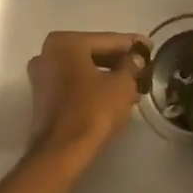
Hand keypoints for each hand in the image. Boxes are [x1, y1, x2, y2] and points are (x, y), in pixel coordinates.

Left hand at [26, 31, 147, 159]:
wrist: (61, 152)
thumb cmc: (93, 110)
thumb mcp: (122, 84)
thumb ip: (131, 64)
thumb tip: (136, 57)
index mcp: (66, 42)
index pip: (107, 40)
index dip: (132, 45)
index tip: (150, 47)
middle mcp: (48, 53)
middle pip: (93, 53)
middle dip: (119, 62)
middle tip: (143, 68)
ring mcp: (42, 75)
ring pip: (83, 70)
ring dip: (108, 76)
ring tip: (134, 86)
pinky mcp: (42, 97)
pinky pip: (74, 83)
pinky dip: (93, 86)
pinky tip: (114, 96)